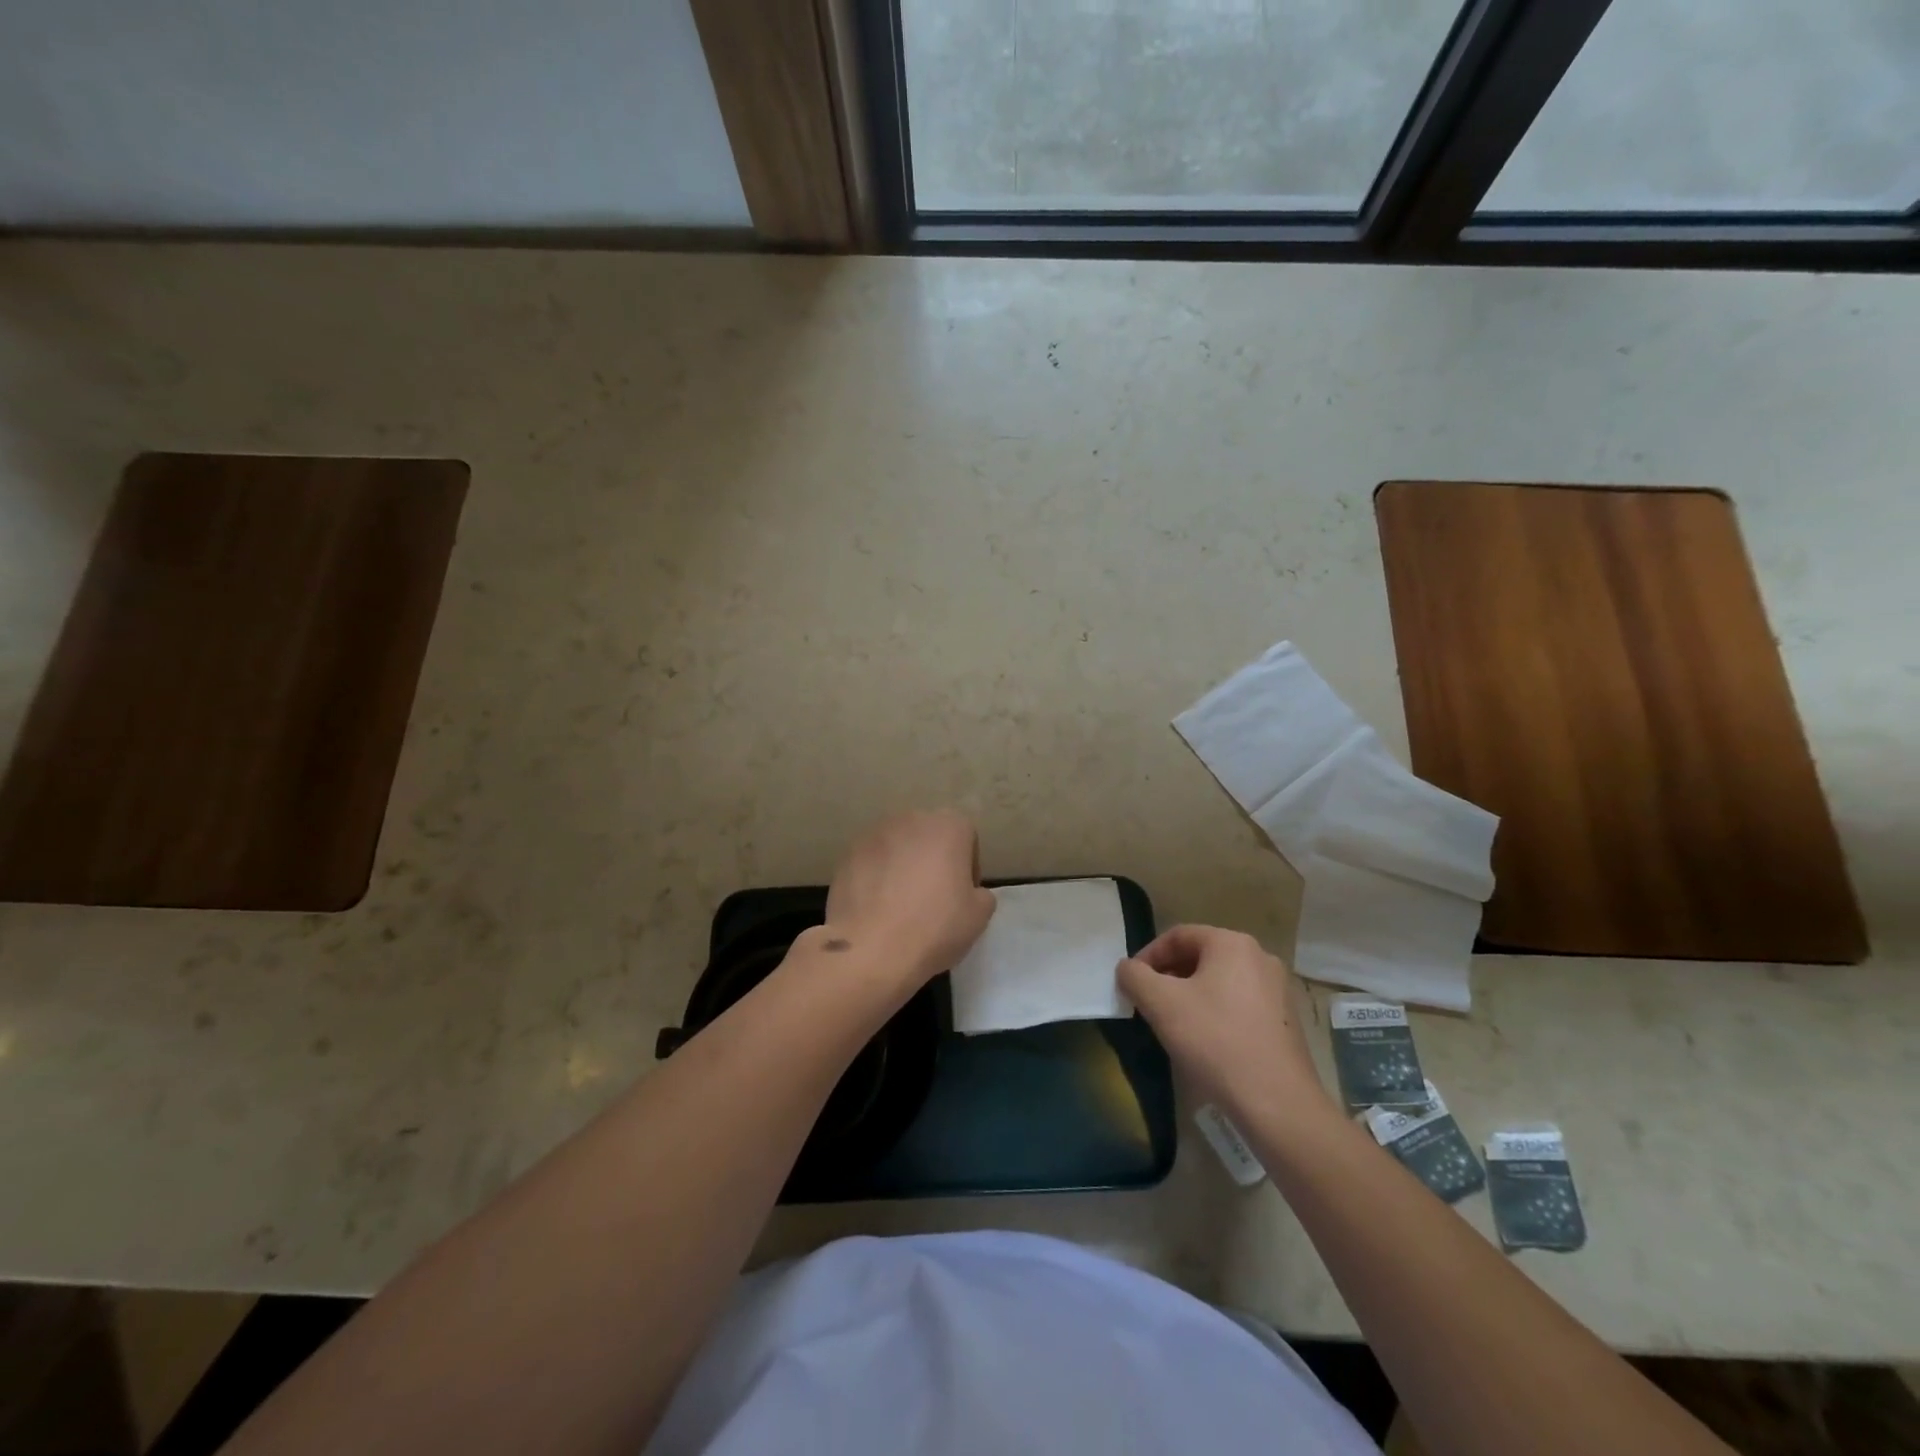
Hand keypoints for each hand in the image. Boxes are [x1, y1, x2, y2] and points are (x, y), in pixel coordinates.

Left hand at [823, 810, 995, 987]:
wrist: (871, 950)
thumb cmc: (934, 927)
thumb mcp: (979, 916)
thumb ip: (980, 893)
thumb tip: (969, 892)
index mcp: (947, 826)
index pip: (966, 837)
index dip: (968, 867)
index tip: (962, 895)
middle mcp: (910, 820)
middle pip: (929, 837)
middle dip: (932, 861)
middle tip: (933, 898)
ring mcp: (873, 836)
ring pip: (897, 848)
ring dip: (902, 867)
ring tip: (900, 905)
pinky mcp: (846, 855)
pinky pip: (871, 863)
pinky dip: (876, 878)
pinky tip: (876, 909)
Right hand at [1118, 925, 1336, 1126]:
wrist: (1277, 1102)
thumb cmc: (1215, 1041)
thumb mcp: (1161, 1004)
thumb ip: (1134, 976)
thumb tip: (1127, 968)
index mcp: (1232, 944)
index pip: (1178, 936)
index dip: (1148, 956)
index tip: (1131, 983)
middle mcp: (1260, 957)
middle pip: (1201, 956)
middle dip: (1169, 976)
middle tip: (1148, 1002)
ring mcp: (1278, 989)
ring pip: (1220, 981)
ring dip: (1190, 995)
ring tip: (1173, 1023)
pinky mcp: (1286, 1020)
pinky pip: (1240, 1003)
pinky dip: (1216, 1012)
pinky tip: (1205, 1041)